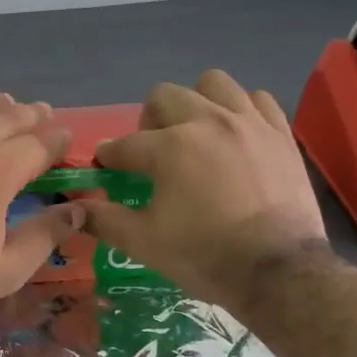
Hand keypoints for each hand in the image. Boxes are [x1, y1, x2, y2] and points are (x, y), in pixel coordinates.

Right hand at [84, 70, 327, 312]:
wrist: (280, 272)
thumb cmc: (205, 256)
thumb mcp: (144, 243)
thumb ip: (104, 219)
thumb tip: (75, 207)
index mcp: (169, 147)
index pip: (124, 145)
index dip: (109, 157)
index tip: (106, 168)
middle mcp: (207, 122)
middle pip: (164, 97)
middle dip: (148, 121)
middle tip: (152, 152)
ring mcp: (249, 123)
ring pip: (213, 84)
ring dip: (196, 102)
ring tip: (195, 133)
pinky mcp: (280, 134)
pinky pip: (258, 100)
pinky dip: (241, 110)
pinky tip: (236, 134)